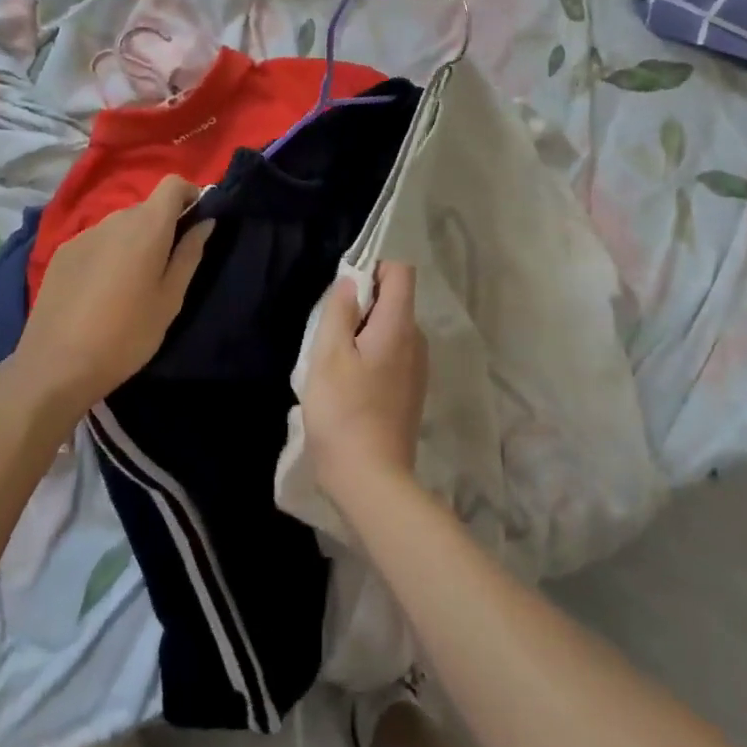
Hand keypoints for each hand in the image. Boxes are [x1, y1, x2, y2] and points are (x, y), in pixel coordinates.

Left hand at [12, 176, 213, 414]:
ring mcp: (83, 234)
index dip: (188, 194)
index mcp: (146, 227)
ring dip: (134, 241)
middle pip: (146, 207)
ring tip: (132, 283)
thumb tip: (205, 221)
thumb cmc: (126, 335)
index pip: (172, 184)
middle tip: (167, 265)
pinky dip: (108, 253)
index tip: (196, 221)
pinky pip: (97, 241)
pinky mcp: (62, 253)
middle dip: (163, 225)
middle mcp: (114, 220)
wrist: (55, 367)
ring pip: (120, 225)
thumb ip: (190, 254)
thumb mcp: (170, 299)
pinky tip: (101, 291)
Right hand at [303, 263, 426, 504]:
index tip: (346, 285)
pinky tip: (349, 383)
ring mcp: (417, 369)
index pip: (401, 271)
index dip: (374, 265)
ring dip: (364, 331)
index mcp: (399, 325)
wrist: (372, 481)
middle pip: (395, 299)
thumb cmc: (344, 412)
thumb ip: (340, 310)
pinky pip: (393, 354)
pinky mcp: (411, 392)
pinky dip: (371, 354)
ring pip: (391, 328)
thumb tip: (351, 281)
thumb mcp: (329, 354)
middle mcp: (416, 341)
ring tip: (335, 359)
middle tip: (330, 328)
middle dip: (363, 301)